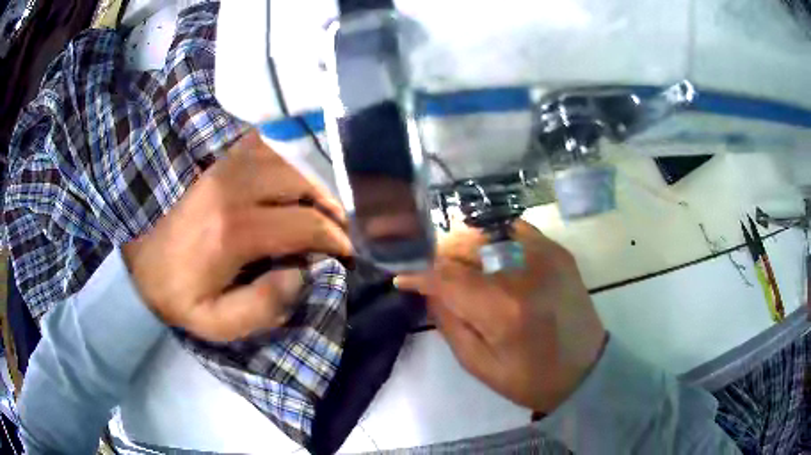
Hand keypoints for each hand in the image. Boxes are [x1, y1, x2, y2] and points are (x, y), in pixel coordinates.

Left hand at [122, 131, 351, 341]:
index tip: (344, 253)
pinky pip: (263, 145)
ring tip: (319, 204)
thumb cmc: (176, 294)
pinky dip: (286, 157)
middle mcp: (233, 188)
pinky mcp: (217, 162)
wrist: (139, 260)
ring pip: (288, 159)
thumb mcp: (215, 323)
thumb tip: (302, 275)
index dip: (334, 238)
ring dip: (312, 180)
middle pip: (302, 182)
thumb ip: (262, 308)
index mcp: (234, 230)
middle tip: (336, 228)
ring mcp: (224, 167)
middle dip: (330, 205)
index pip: (304, 223)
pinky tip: (291, 177)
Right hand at [395, 221, 605, 412]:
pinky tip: (488, 257)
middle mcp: (525, 271)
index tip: (402, 275)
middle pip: (466, 246)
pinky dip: (493, 239)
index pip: (448, 276)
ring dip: (465, 247)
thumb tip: (428, 288)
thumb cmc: (530, 378)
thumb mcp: (478, 364)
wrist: (585, 369)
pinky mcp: (558, 251)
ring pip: (487, 233)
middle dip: (441, 257)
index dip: (420, 273)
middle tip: (433, 275)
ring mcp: (546, 254)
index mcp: (503, 308)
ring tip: (459, 268)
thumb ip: (448, 322)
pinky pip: (514, 230)